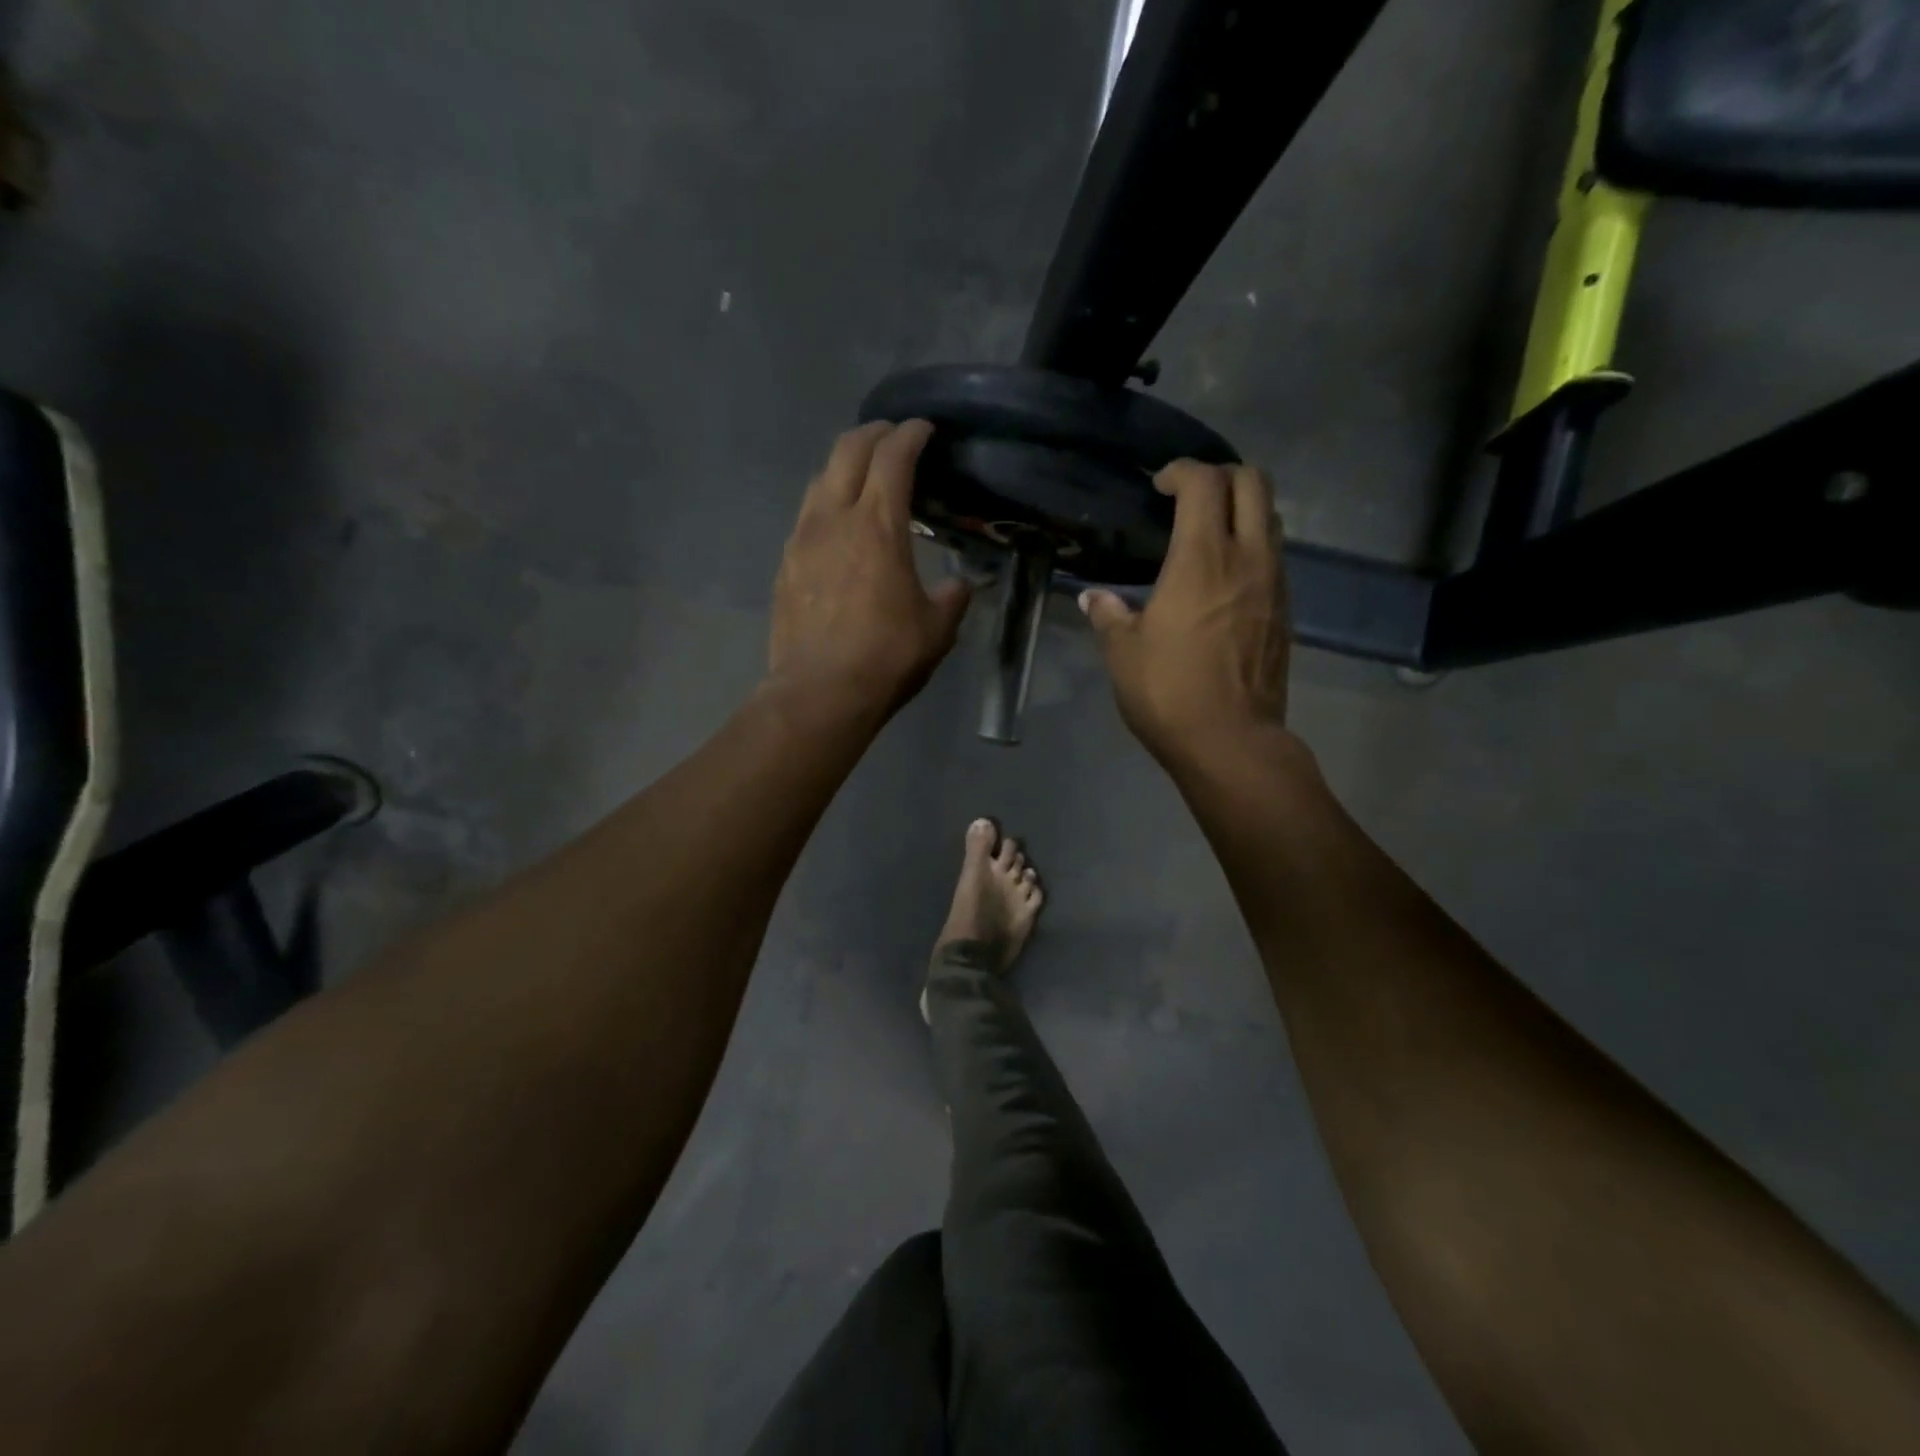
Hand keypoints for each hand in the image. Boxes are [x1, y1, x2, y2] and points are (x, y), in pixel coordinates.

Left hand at [768, 421, 971, 720]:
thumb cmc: (886, 657)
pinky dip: (826, 504)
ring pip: (820, 478)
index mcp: (878, 524)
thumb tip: (959, 586)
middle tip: (894, 437)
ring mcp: (802, 538)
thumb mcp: (937, 629)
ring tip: (863, 476)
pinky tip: (837, 526)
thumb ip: (952, 597)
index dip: (911, 434)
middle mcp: (834, 517)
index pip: (894, 456)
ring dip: (844, 465)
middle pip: (848, 449)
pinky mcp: (785, 564)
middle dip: (874, 433)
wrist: (820, 692)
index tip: (925, 429)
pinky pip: (806, 516)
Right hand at [1079, 460, 1289, 761]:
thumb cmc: (1169, 693)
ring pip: (1271, 517)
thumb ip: (1109, 616)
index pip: (1205, 483)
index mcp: (1201, 559)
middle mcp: (1246, 558)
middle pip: (1254, 481)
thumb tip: (1094, 597)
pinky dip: (1252, 545)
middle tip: (1190, 498)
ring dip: (1242, 509)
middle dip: (1222, 475)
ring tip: (1209, 533)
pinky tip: (1225, 576)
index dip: (1182, 471)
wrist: (1231, 741)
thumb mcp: (1123, 654)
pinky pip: (1275, 554)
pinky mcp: (1284, 609)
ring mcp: (1274, 583)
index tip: (1159, 485)